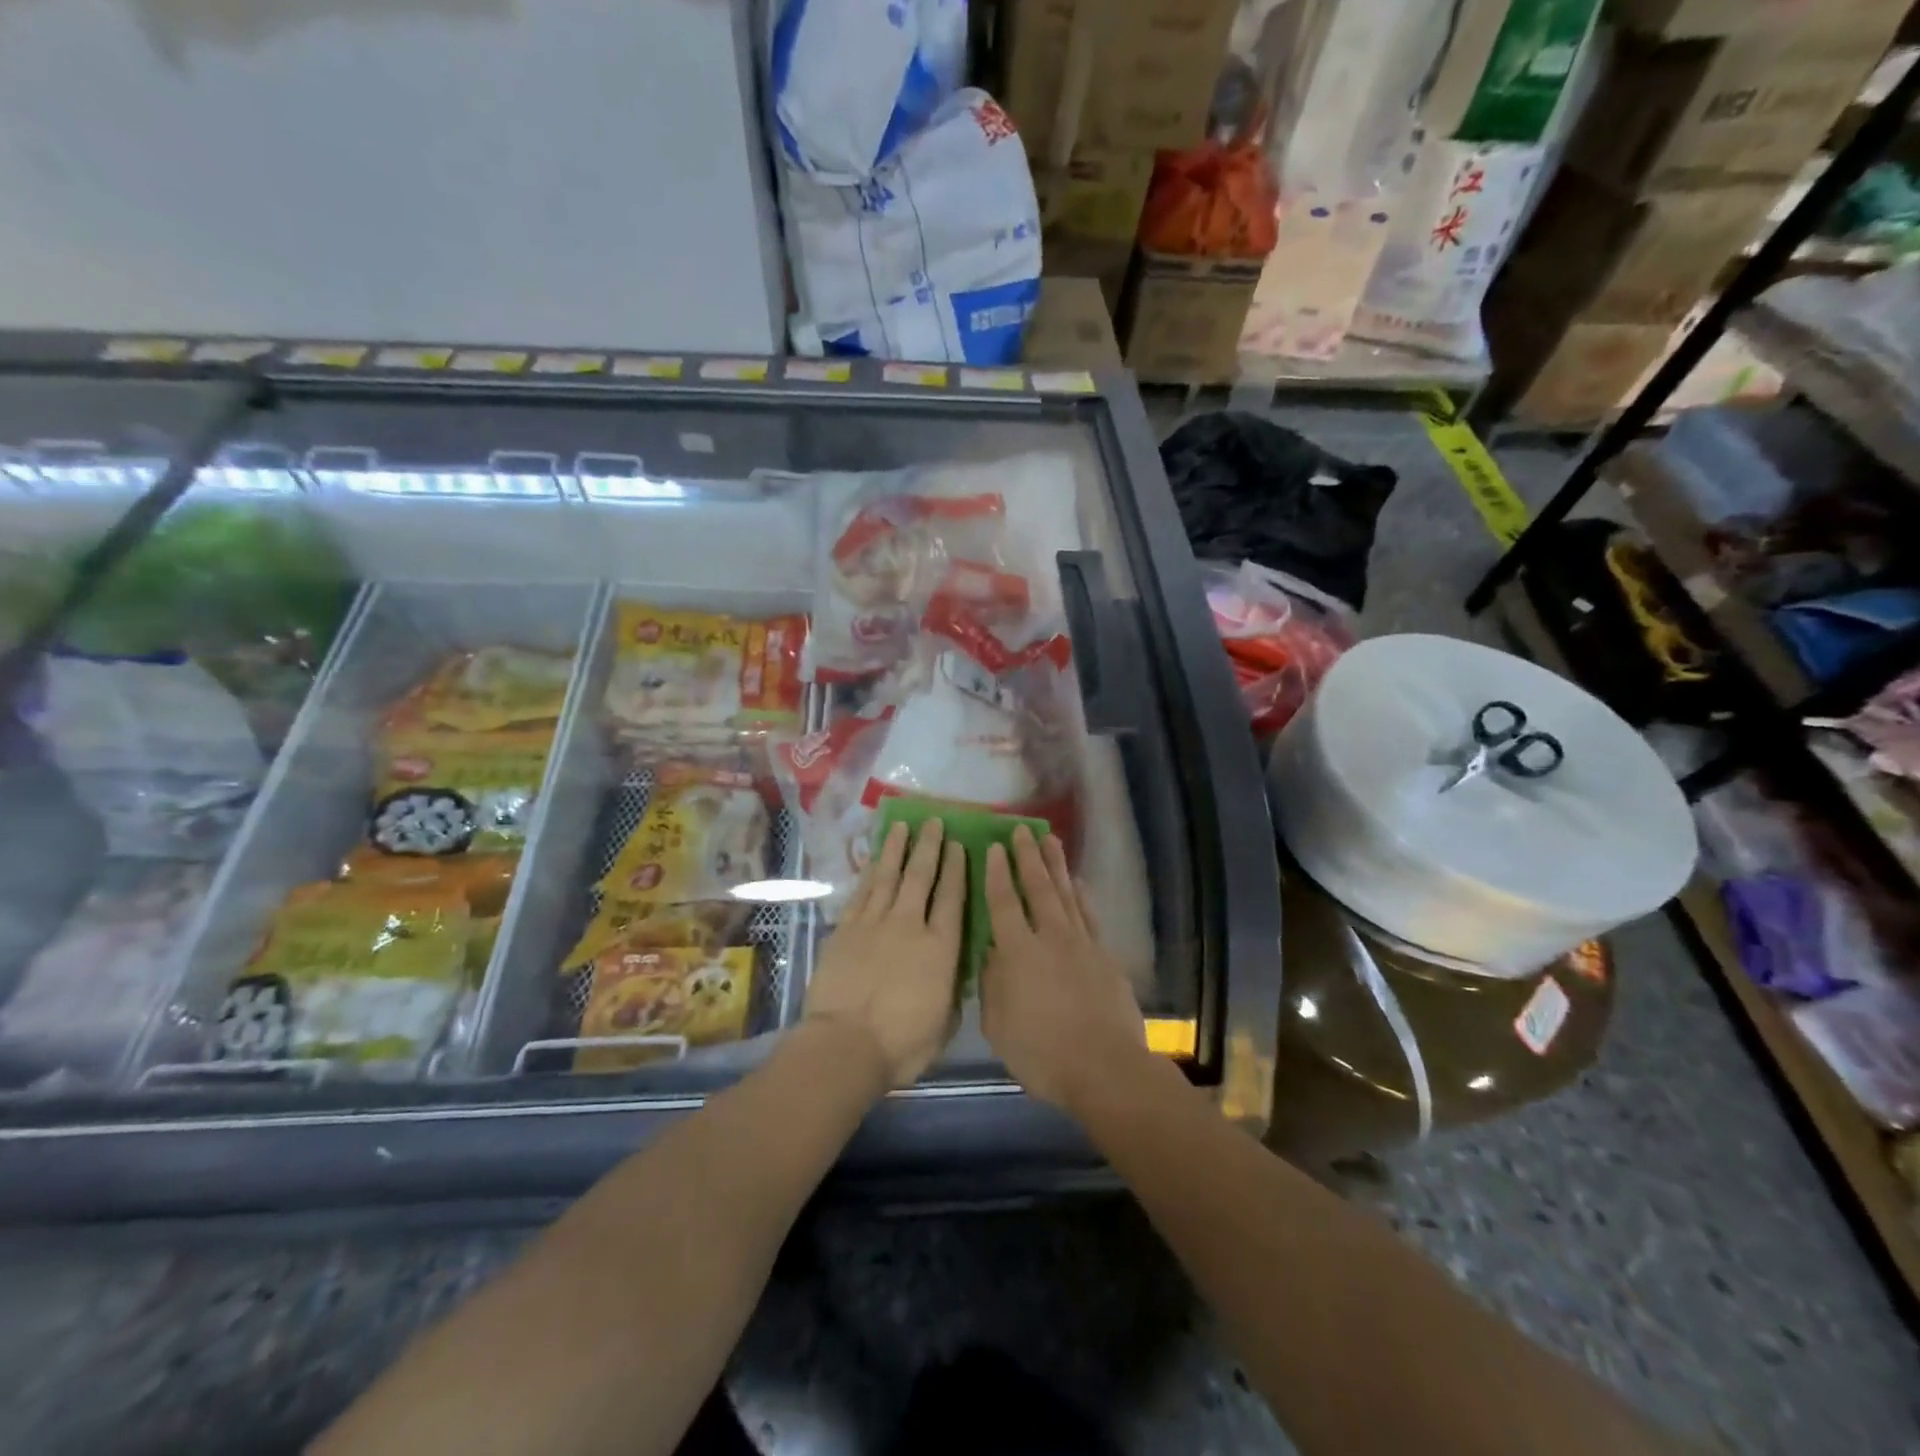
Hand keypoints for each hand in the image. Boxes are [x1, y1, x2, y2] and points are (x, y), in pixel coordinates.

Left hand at [804, 818, 964, 1088]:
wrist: (845, 1045)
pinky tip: (875, 859)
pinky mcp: (846, 930)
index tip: (959, 845)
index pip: (953, 898)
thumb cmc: (901, 1044)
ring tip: (903, 826)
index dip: (957, 869)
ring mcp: (875, 924)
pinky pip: (862, 892)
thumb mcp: (945, 1024)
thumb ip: (952, 992)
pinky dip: (870, 872)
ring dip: (897, 849)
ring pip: (889, 876)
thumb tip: (955, 974)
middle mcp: (910, 925)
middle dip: (929, 846)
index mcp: (941, 948)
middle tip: (933, 822)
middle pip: (921, 876)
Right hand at [980, 826, 1145, 1110]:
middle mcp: (1050, 938)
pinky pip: (1089, 916)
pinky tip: (1078, 883)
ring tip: (1050, 840)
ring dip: (1057, 865)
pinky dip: (1082, 896)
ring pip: (1065, 894)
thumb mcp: (999, 1026)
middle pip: (1037, 888)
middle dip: (1028, 856)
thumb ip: (992, 984)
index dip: (997, 873)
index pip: (1003, 903)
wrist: (1106, 1068)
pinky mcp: (1105, 956)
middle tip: (1022, 829)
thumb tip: (991, 952)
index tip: (994, 846)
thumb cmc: (1043, 1054)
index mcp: (1018, 953)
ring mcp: (1081, 944)